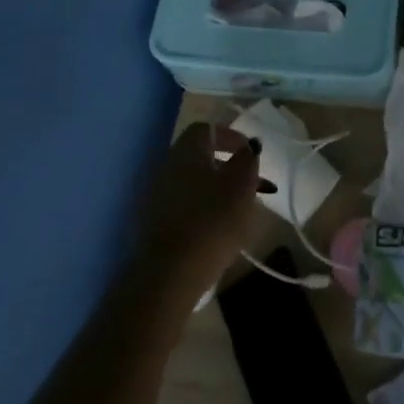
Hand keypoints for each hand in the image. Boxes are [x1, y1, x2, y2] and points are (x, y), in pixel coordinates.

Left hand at [129, 122, 264, 310]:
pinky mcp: (153, 222)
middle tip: (250, 182)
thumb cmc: (212, 221)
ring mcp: (156, 195)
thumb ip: (248, 159)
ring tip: (239, 208)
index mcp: (187, 150)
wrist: (169, 274)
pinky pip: (183, 203)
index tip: (250, 153)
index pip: (207, 129)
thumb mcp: (242, 185)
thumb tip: (249, 145)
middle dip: (226, 165)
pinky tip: (217, 227)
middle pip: (199, 155)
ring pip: (192, 181)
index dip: (230, 136)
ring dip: (216, 188)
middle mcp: (167, 165)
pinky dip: (202, 207)